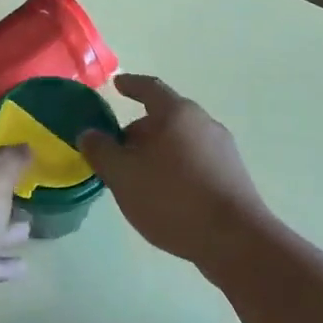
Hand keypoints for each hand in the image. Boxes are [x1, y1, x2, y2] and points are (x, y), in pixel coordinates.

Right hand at [77, 75, 272, 271]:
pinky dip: (175, 168)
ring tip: (137, 178)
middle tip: (116, 152)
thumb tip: (89, 133)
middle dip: (139, 131)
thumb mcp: (123, 175)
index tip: (117, 84)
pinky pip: (195, 161)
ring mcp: (223, 149)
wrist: (233, 238)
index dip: (130, 85)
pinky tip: (165, 195)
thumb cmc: (172, 198)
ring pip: (180, 142)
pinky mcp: (232, 175)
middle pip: (165, 118)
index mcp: (177, 113)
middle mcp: (204, 123)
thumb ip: (101, 151)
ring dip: (157, 152)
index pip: (149, 88)